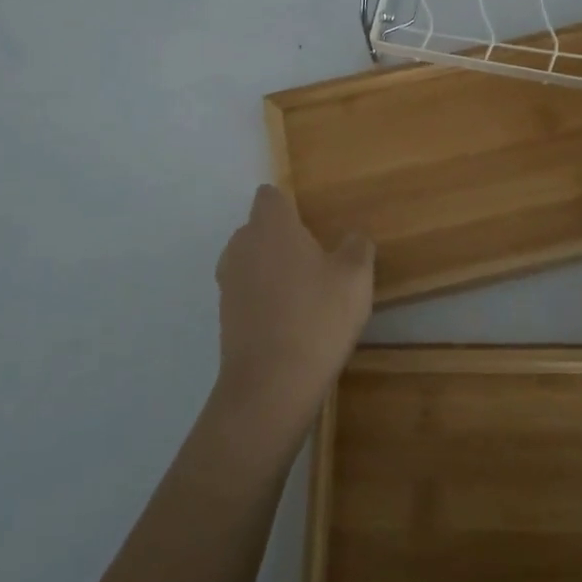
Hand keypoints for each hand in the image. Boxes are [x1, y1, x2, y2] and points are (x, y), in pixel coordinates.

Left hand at [211, 185, 374, 441]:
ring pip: (251, 260)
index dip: (289, 205)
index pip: (270, 196)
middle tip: (317, 260)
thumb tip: (353, 237)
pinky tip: (290, 321)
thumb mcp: (355, 277)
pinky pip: (247, 291)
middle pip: (259, 228)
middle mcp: (242, 246)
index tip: (312, 222)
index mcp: (271, 227)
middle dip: (283, 238)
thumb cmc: (317, 317)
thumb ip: (357, 247)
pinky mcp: (224, 316)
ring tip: (305, 292)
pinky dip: (264, 298)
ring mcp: (228, 282)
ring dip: (272, 269)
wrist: (271, 385)